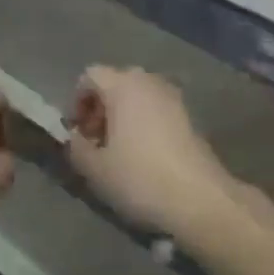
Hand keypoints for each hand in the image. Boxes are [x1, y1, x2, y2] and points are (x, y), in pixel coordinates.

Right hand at [64, 67, 243, 237]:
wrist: (198, 199)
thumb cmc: (139, 178)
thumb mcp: (94, 168)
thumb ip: (76, 147)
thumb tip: (75, 138)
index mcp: (124, 86)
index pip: (90, 75)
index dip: (76, 101)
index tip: (77, 132)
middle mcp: (150, 83)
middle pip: (116, 83)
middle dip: (100, 108)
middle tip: (95, 141)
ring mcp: (174, 99)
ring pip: (138, 97)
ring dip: (122, 117)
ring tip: (117, 151)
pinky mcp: (190, 118)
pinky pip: (156, 110)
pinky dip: (143, 124)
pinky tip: (142, 156)